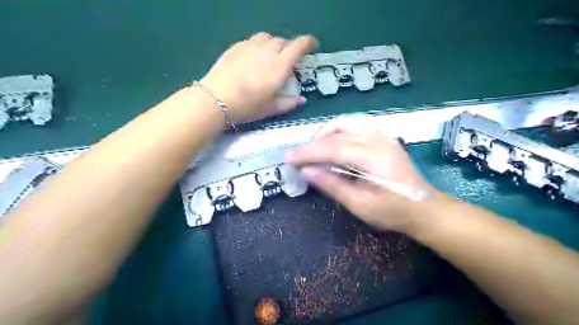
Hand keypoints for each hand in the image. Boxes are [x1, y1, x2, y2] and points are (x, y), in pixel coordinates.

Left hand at [199, 33, 315, 121]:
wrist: (215, 99)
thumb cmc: (247, 106)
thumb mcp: (270, 109)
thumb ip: (289, 103)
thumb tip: (302, 99)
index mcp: (280, 66)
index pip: (299, 46)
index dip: (308, 43)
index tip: (313, 45)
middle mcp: (267, 51)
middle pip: (284, 41)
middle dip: (290, 47)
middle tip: (290, 59)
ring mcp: (250, 46)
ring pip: (268, 37)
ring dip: (274, 44)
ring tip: (272, 55)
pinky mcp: (236, 47)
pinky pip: (253, 40)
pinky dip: (259, 45)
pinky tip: (255, 56)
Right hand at [287, 116, 443, 233]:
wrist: (424, 208)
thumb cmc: (393, 211)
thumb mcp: (360, 205)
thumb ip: (332, 185)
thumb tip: (306, 171)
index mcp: (374, 157)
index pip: (333, 147)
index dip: (307, 152)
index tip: (288, 158)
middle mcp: (378, 139)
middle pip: (338, 129)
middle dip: (314, 141)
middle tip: (301, 157)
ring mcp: (383, 134)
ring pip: (346, 122)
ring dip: (326, 133)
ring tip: (315, 150)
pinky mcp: (383, 136)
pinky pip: (355, 124)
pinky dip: (338, 131)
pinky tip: (333, 143)